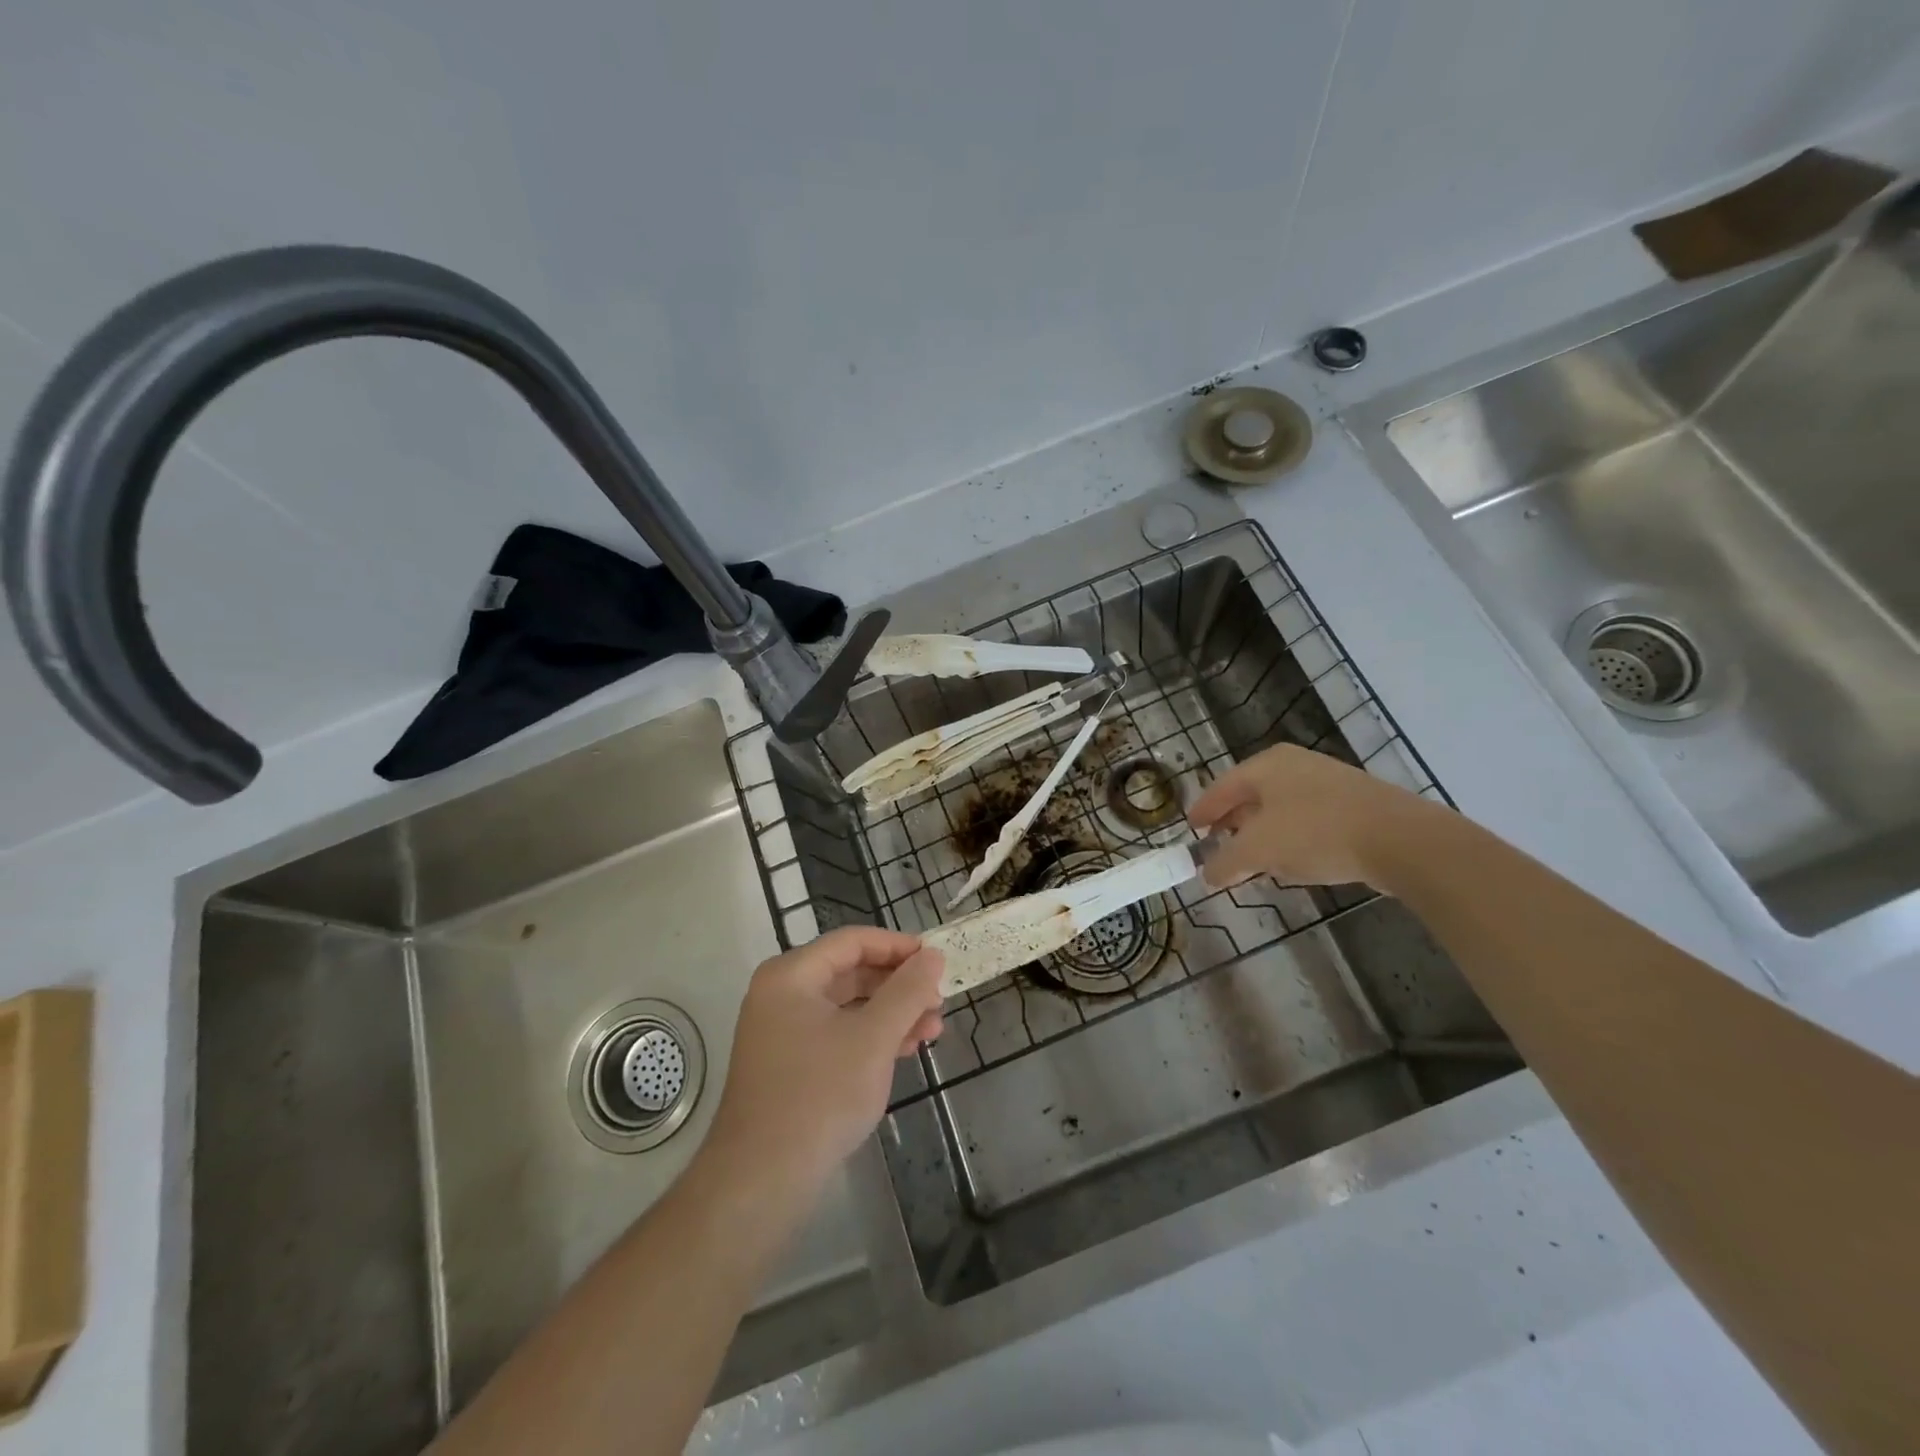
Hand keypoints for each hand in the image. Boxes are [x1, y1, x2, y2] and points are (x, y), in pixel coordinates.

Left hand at [707, 927, 943, 1193]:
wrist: (761, 1181)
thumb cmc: (819, 1096)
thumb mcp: (873, 1038)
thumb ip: (907, 991)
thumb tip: (932, 954)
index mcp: (791, 975)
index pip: (852, 942)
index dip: (897, 946)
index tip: (936, 961)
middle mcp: (781, 995)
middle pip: (850, 972)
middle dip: (899, 986)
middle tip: (939, 1001)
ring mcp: (782, 1032)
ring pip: (847, 1006)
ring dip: (891, 1014)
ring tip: (933, 1030)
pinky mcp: (789, 1065)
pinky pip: (837, 1034)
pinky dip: (871, 1038)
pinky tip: (905, 1050)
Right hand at [1188, 743, 1440, 889]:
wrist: (1400, 840)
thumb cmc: (1315, 833)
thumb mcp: (1257, 851)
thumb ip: (1225, 862)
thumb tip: (1207, 874)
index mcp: (1267, 765)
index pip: (1222, 786)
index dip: (1204, 810)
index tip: (1192, 829)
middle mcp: (1295, 765)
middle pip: (1251, 796)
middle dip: (1233, 825)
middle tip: (1218, 847)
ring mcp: (1328, 782)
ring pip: (1281, 810)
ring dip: (1262, 836)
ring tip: (1252, 862)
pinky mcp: (1355, 805)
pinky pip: (1308, 821)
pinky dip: (1292, 840)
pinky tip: (1292, 864)